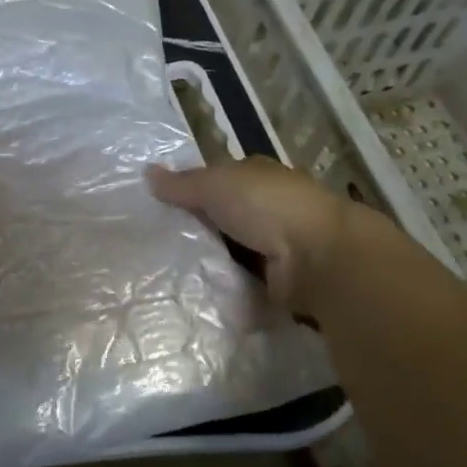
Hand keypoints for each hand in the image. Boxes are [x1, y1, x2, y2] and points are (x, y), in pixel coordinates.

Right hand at [147, 157, 374, 312]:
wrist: (318, 258)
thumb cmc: (266, 206)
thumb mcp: (214, 185)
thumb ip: (181, 183)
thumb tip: (147, 173)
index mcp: (256, 176)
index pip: (216, 180)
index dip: (190, 190)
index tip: (157, 208)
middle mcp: (267, 207)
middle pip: (221, 218)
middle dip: (194, 230)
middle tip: (152, 245)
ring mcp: (275, 246)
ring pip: (229, 252)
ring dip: (208, 262)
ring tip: (165, 274)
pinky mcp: (278, 281)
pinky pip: (241, 282)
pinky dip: (224, 288)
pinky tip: (194, 294)